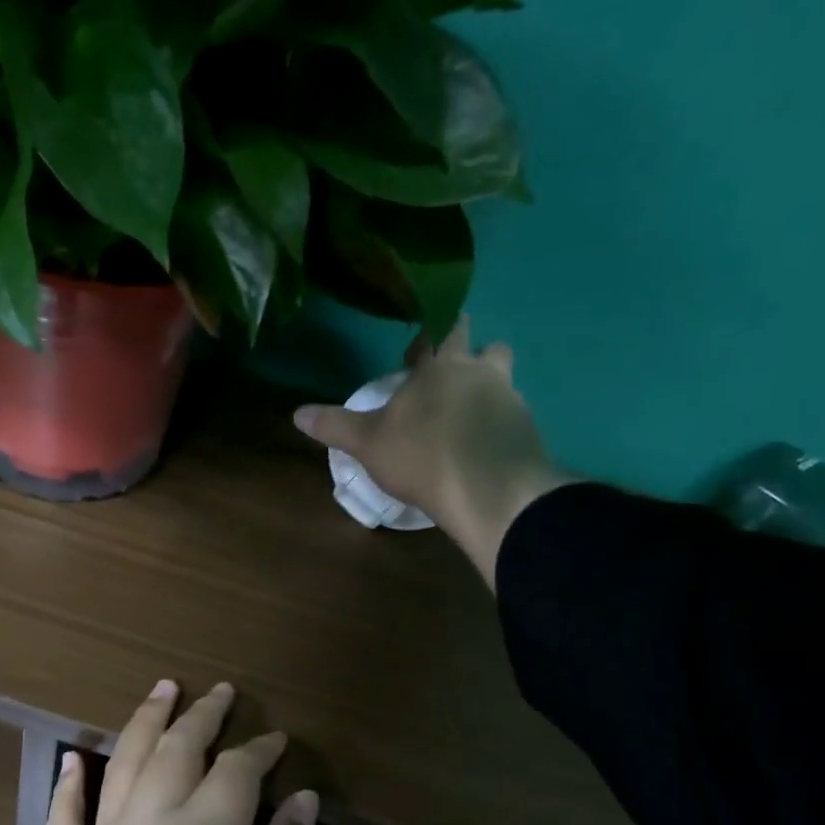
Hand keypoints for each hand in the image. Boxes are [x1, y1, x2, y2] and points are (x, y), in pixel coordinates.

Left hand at [0, 680, 316, 824]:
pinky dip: (68, 787)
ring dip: (143, 724)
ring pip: (121, 767)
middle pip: (175, 752)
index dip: (261, 750)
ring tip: (160, 691)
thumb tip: (299, 799)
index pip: (236, 772)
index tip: (278, 740)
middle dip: (201, 717)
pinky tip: (72, 759)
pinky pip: (64, 822)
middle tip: (220, 692)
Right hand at [293, 318, 575, 586]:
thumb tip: (296, 413)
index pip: (437, 334)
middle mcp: (480, 373)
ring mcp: (510, 400)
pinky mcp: (528, 430)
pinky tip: (486, 447)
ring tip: (472, 414)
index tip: (417, 352)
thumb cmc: (421, 455)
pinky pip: (514, 417)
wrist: (487, 489)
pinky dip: (501, 425)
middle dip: (471, 353)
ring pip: (506, 379)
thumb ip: (335, 426)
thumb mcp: (367, 443)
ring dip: (491, 387)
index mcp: (440, 367)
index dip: (427, 340)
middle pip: (486, 346)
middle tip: (453, 376)